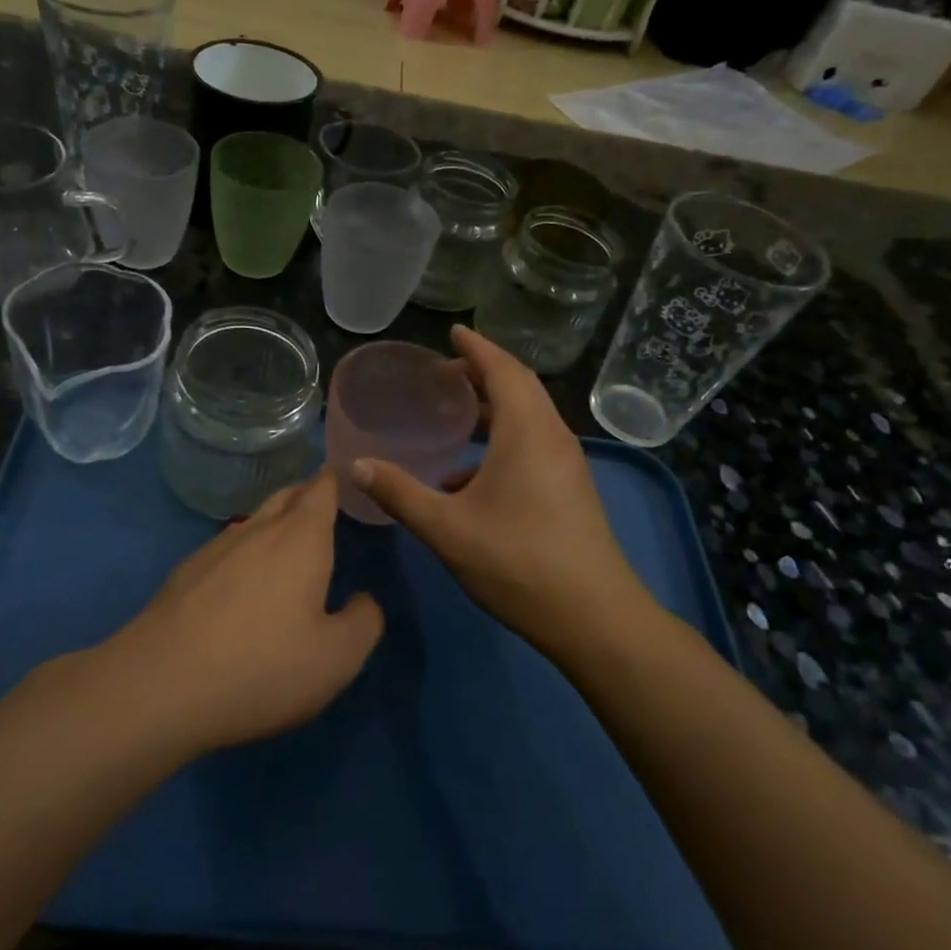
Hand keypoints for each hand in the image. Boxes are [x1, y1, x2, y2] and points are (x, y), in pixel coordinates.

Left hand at [102, 470, 383, 755]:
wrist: (159, 686)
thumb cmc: (262, 667)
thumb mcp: (336, 658)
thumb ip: (363, 622)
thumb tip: (364, 600)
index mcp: (300, 538)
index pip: (321, 489)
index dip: (335, 478)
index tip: (347, 473)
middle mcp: (257, 530)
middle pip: (286, 497)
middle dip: (307, 494)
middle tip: (325, 503)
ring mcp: (215, 549)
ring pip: (254, 522)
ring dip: (275, 524)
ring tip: (289, 543)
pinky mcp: (185, 574)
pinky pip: (227, 549)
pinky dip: (245, 553)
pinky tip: (243, 583)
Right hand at [350, 326, 647, 658]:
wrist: (594, 618)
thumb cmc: (517, 562)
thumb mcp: (446, 528)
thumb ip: (399, 493)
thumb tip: (356, 465)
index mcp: (527, 432)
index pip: (503, 369)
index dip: (476, 348)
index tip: (452, 332)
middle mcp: (552, 437)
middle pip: (520, 387)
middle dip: (483, 373)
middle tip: (445, 371)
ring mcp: (566, 465)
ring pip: (528, 418)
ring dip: (494, 409)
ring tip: (455, 416)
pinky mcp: (570, 490)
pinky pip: (533, 445)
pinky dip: (502, 443)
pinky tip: (466, 479)